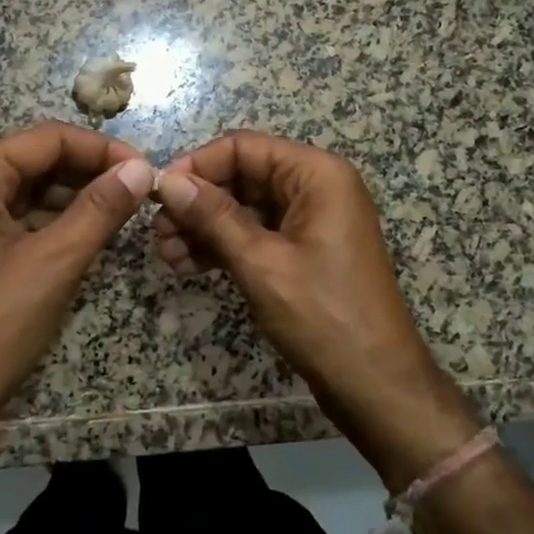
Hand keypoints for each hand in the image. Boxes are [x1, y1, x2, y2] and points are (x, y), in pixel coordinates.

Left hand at [0, 122, 152, 465]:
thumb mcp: (54, 263)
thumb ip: (100, 209)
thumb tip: (142, 169)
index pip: (48, 138)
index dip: (102, 149)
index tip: (146, 169)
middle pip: (35, 158)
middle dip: (88, 171)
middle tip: (138, 191)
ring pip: (26, 186)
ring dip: (73, 195)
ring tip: (121, 212)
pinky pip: (12, 213)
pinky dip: (50, 218)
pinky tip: (85, 232)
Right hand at [153, 131, 481, 487]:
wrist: (376, 385)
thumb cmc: (323, 315)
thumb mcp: (260, 262)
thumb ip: (212, 216)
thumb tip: (167, 181)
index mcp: (316, 174)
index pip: (243, 147)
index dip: (197, 165)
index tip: (157, 194)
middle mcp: (315, 186)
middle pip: (241, 176)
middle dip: (197, 202)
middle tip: (158, 233)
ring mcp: (310, 220)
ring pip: (243, 207)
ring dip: (204, 227)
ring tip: (167, 255)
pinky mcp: (302, 251)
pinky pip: (255, 233)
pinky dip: (223, 246)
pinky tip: (188, 265)